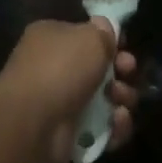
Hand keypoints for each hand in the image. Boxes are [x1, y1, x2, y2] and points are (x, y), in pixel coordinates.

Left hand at [0, 19, 139, 162]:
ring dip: (122, 99)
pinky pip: (103, 129)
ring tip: (121, 101)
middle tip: (127, 74)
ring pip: (105, 100)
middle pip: (100, 70)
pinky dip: (115, 127)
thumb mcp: (90, 37)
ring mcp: (61, 104)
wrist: (34, 121)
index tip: (125, 49)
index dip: (110, 43)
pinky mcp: (69, 134)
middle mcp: (54, 70)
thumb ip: (103, 31)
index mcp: (52, 40)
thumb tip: (105, 27)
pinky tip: (117, 122)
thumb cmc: (61, 68)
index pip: (86, 37)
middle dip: (121, 73)